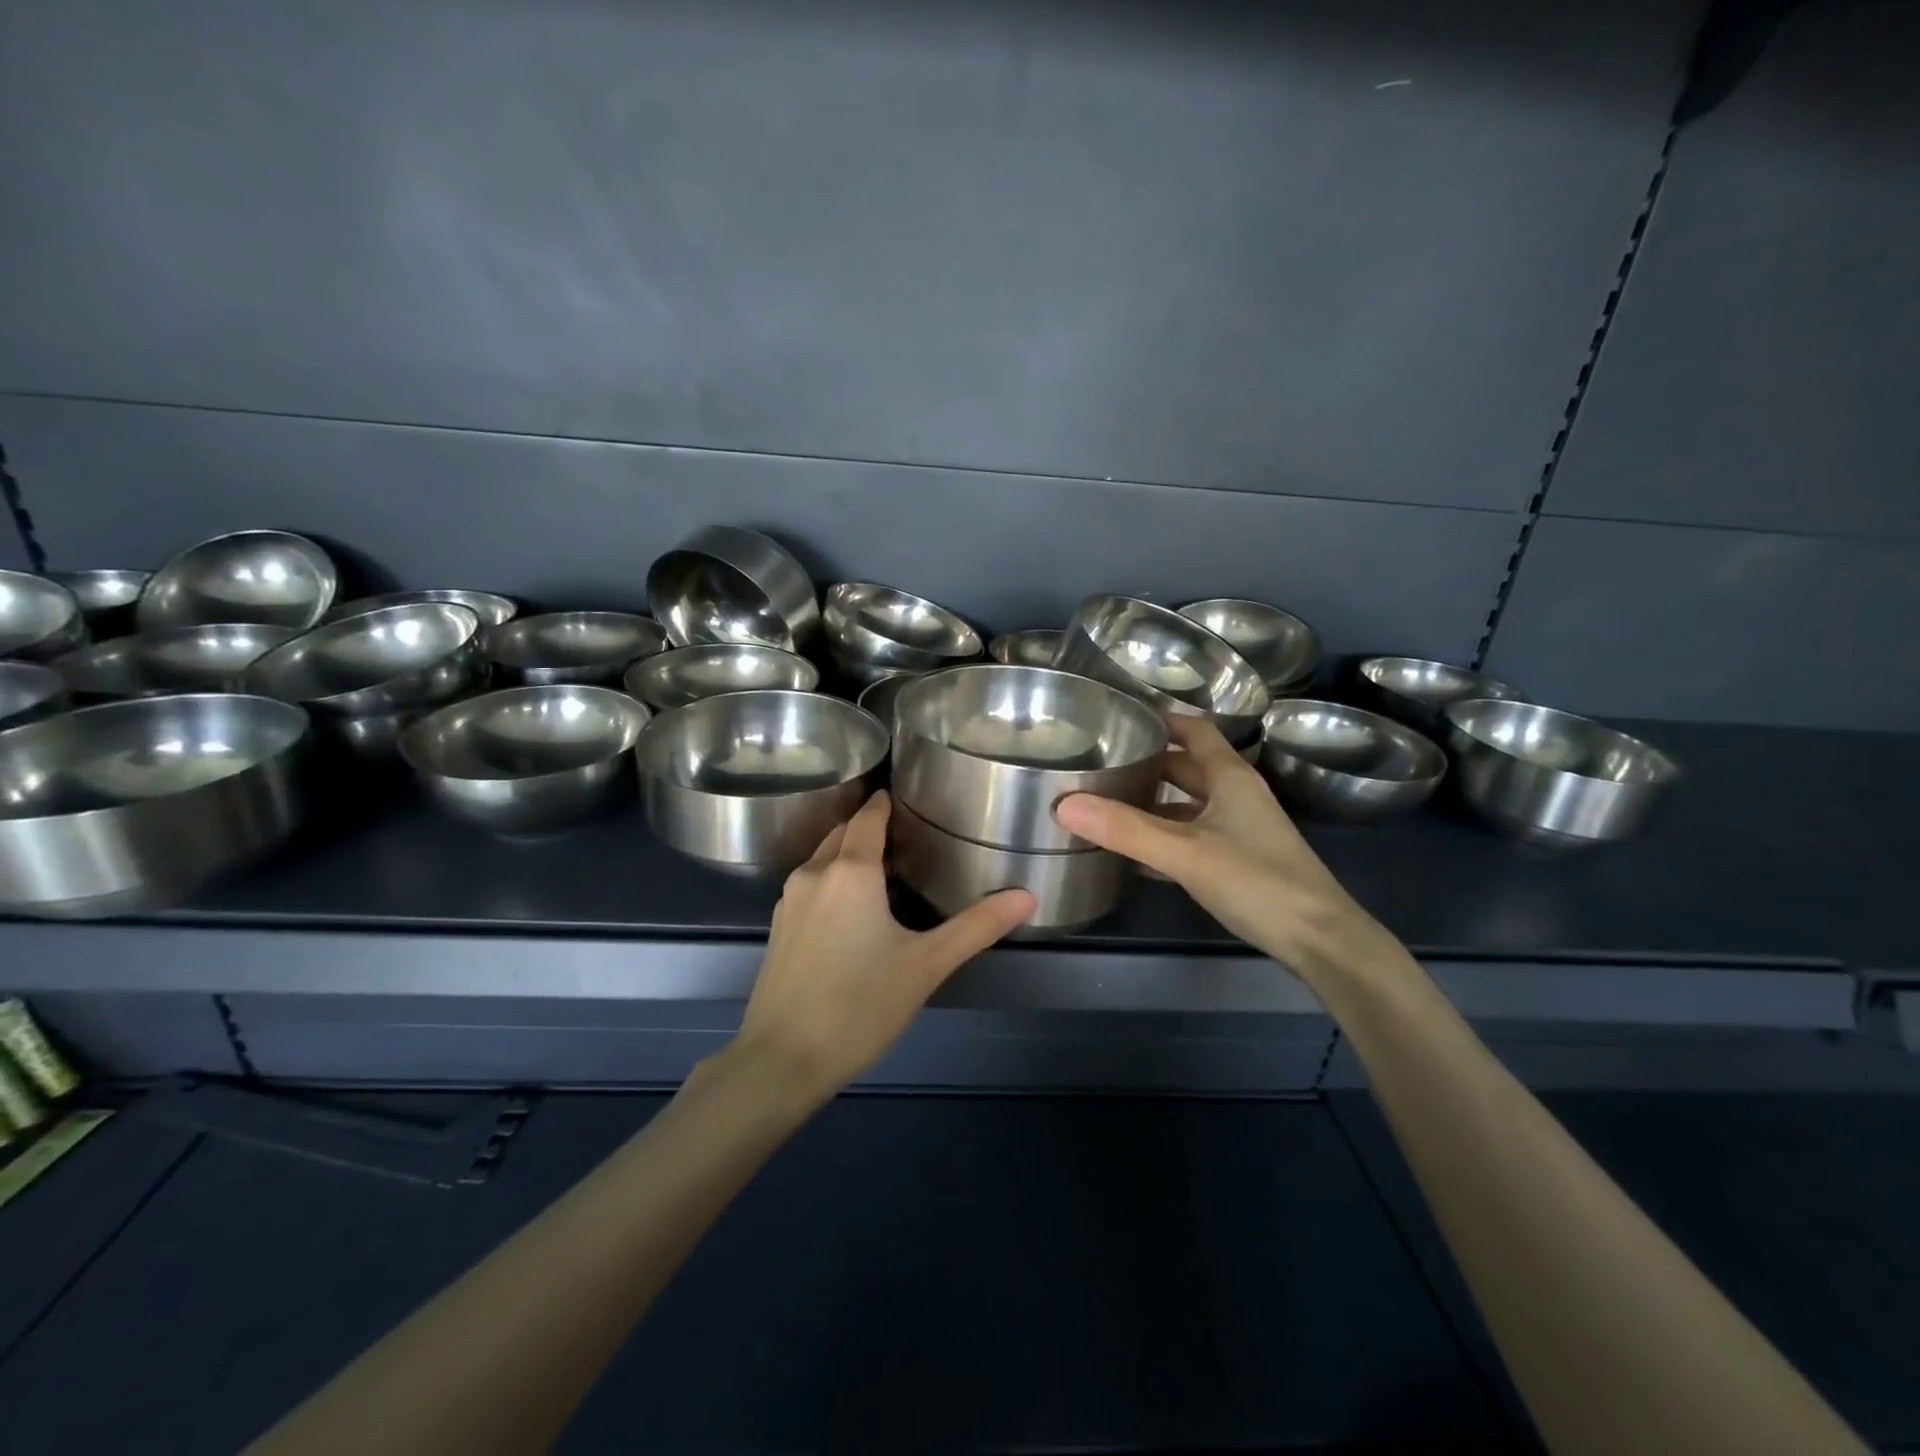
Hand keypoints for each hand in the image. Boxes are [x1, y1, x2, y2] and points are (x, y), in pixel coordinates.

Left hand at [733, 790, 1034, 1097]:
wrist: (782, 1059)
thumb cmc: (860, 1005)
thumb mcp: (926, 965)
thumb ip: (977, 927)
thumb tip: (1027, 896)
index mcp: (851, 871)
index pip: (869, 817)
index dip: (885, 803)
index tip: (906, 797)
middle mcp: (814, 873)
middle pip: (843, 833)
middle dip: (869, 826)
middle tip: (906, 833)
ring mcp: (789, 900)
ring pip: (822, 858)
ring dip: (848, 853)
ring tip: (883, 866)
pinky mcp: (778, 927)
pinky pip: (810, 884)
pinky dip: (831, 879)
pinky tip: (851, 907)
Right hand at [1054, 716, 1407, 986]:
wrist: (1320, 941)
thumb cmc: (1257, 882)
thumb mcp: (1185, 852)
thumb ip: (1125, 829)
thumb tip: (1063, 804)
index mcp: (1230, 777)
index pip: (1194, 730)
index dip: (1160, 719)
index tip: (1118, 716)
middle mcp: (1236, 795)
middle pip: (1186, 766)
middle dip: (1147, 762)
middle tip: (1100, 763)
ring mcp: (1240, 829)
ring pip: (1188, 804)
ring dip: (1153, 802)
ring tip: (1106, 805)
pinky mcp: (1238, 861)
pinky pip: (1191, 837)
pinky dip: (1163, 837)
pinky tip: (1133, 853)